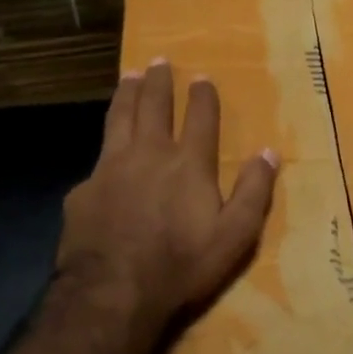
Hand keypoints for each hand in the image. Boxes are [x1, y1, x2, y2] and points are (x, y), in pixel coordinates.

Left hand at [57, 59, 279, 336]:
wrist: (113, 291)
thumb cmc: (181, 265)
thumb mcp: (234, 236)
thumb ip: (254, 192)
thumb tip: (269, 152)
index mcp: (188, 164)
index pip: (200, 118)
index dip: (202, 96)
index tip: (202, 78)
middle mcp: (149, 154)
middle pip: (153, 106)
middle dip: (158, 82)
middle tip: (158, 62)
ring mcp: (110, 169)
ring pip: (118, 119)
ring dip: (126, 95)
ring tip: (128, 77)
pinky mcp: (83, 190)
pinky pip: (97, 161)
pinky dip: (105, 150)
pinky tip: (102, 158)